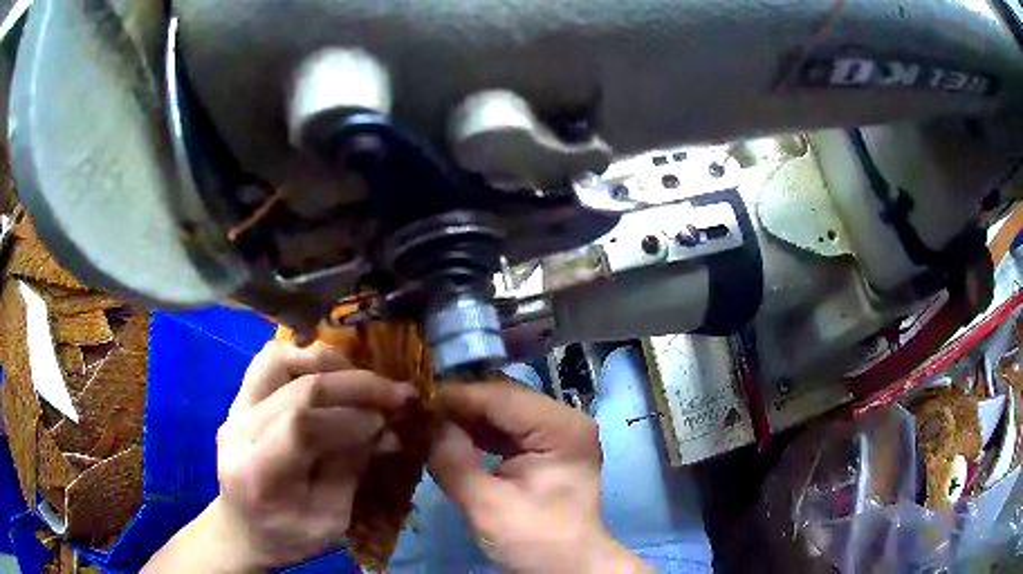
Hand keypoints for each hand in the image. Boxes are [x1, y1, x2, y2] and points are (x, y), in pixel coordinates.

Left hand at [144, 341, 412, 571]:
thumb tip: (386, 428)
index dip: (350, 417)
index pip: (302, 426)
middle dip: (353, 385)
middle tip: (394, 392)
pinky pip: (268, 361)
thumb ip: (352, 470)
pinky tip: (327, 373)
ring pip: (278, 360)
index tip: (387, 420)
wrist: (243, 529)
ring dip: (325, 362)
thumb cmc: (289, 535)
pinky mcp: (239, 399)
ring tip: (358, 377)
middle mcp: (239, 430)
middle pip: (295, 387)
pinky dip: (302, 358)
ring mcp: (234, 409)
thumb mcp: (330, 519)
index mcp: (259, 472)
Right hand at [428, 381, 647, 573]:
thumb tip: (424, 422)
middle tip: (415, 410)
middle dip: (458, 405)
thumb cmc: (535, 540)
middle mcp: (563, 419)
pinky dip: (477, 432)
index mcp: (560, 427)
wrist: (569, 569)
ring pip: (502, 412)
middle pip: (502, 399)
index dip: (454, 397)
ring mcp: (557, 432)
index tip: (412, 399)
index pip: (500, 397)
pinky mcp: (546, 448)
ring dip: (465, 417)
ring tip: (425, 421)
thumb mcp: (487, 505)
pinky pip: (506, 429)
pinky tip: (449, 436)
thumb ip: (453, 460)